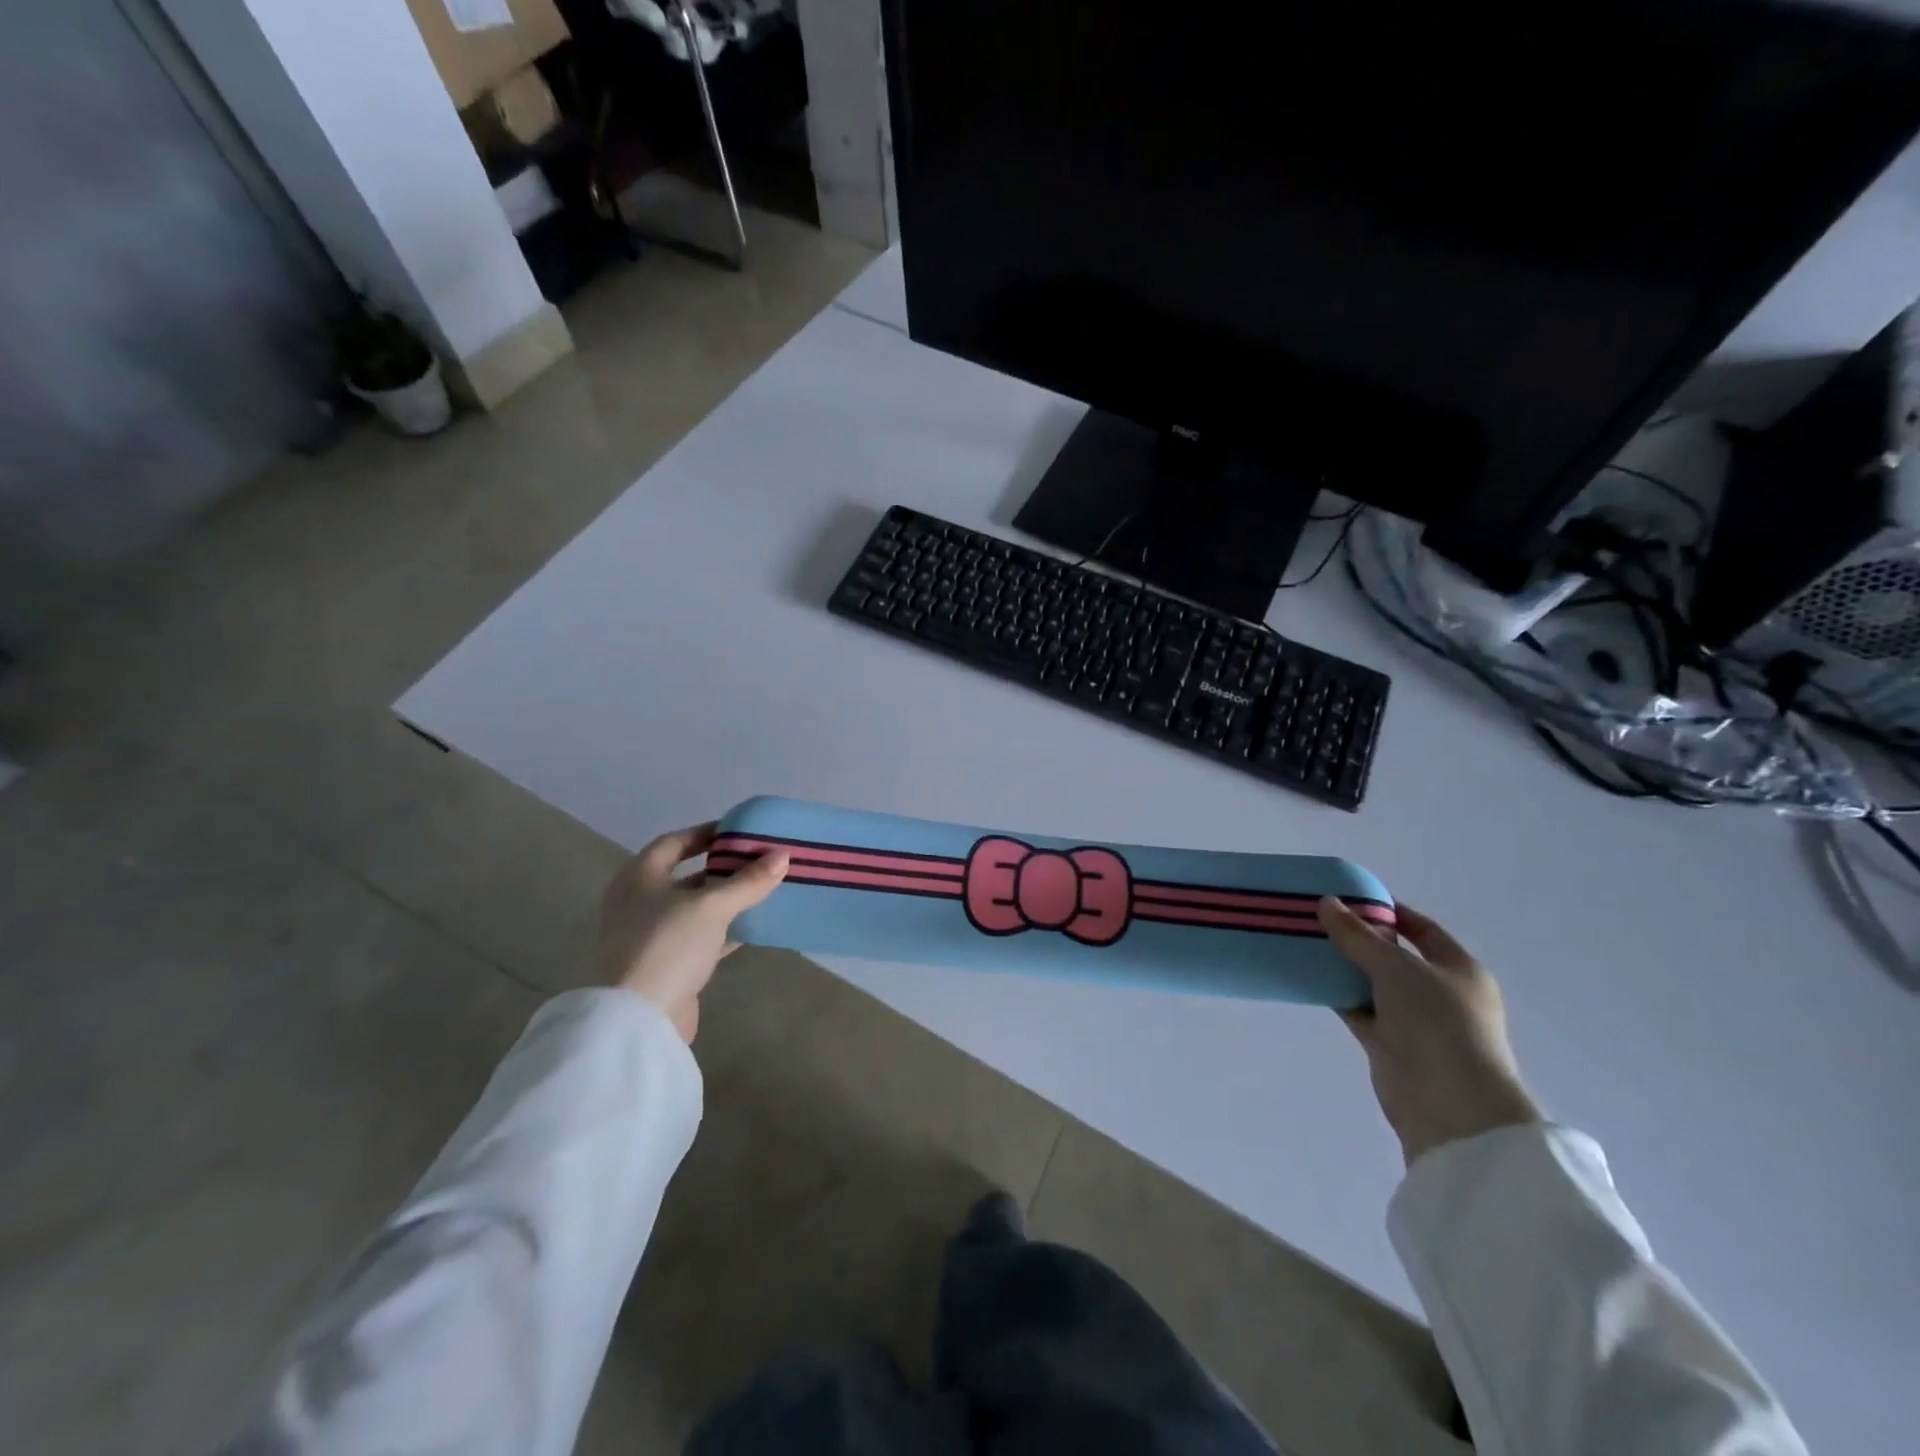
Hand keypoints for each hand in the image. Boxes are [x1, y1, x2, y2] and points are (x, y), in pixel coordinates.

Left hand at [598, 823, 788, 1042]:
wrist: (641, 1018)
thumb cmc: (669, 945)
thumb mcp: (713, 906)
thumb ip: (748, 881)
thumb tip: (783, 855)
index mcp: (639, 877)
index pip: (674, 842)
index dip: (706, 833)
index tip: (740, 832)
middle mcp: (639, 901)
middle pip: (687, 875)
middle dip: (723, 867)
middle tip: (759, 859)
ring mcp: (651, 935)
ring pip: (696, 907)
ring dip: (727, 899)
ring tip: (764, 888)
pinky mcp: (666, 963)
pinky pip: (701, 935)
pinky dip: (725, 928)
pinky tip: (754, 926)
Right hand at [1317, 898, 1540, 1168]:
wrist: (1449, 1106)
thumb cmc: (1438, 1024)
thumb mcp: (1397, 968)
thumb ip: (1358, 936)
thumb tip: (1326, 902)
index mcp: (1458, 969)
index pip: (1422, 929)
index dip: (1389, 910)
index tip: (1349, 896)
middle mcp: (1438, 992)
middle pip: (1393, 954)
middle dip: (1358, 936)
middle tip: (1317, 916)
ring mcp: (1413, 1020)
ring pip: (1371, 982)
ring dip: (1343, 965)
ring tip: (1304, 940)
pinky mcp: (1388, 1043)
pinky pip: (1357, 1008)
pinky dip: (1336, 993)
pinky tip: (1307, 975)